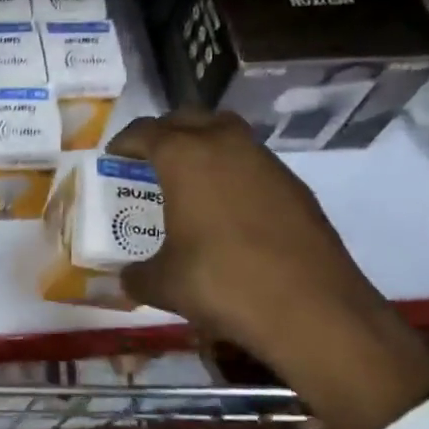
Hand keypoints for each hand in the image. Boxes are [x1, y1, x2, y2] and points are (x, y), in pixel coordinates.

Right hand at [108, 109, 428, 428]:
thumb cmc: (224, 284)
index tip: (114, 157)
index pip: (144, 131)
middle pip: (187, 118)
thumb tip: (126, 279)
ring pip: (226, 132)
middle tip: (151, 160)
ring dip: (204, 144)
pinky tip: (231, 208)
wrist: (314, 309)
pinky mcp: (294, 185)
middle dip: (165, 132)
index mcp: (183, 156)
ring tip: (192, 178)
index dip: (124, 142)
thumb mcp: (166, 284)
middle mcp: (224, 144)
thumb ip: (138, 276)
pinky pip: (253, 161)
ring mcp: (264, 161)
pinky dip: (234, 171)